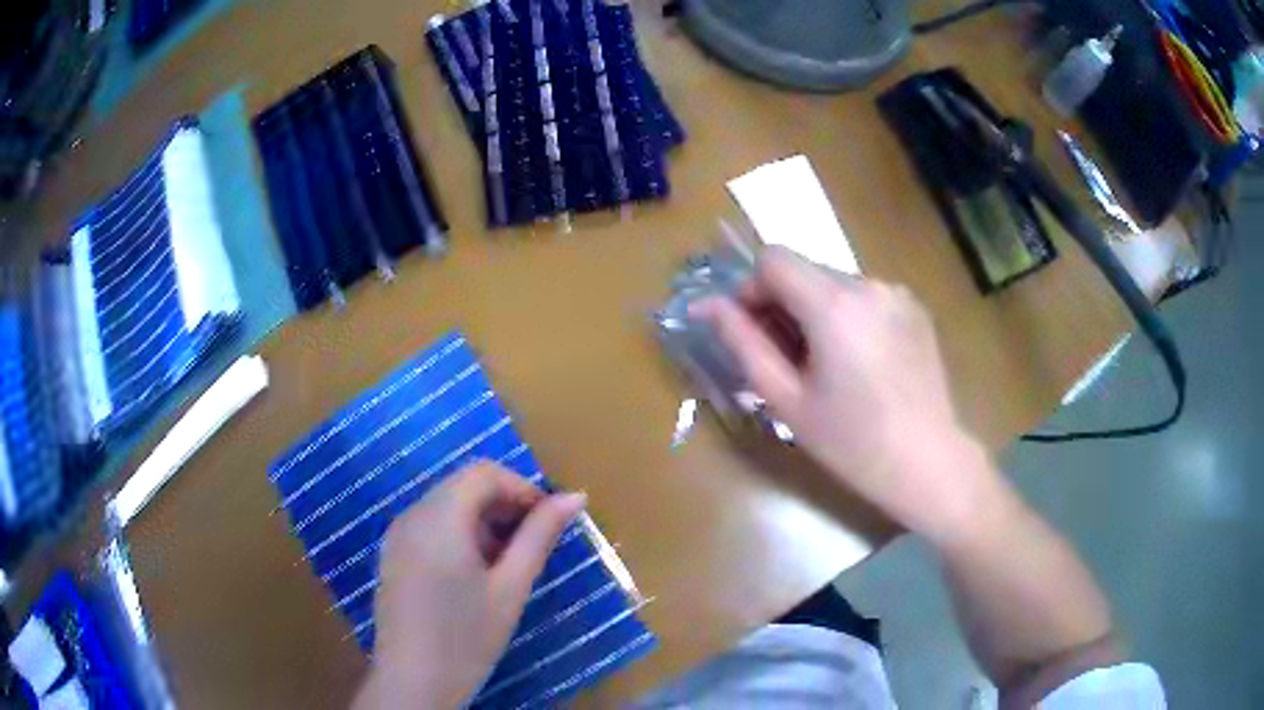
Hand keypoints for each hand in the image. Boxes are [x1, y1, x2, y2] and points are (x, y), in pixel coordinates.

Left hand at [353, 462, 585, 709]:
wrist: (413, 682)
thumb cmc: (467, 638)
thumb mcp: (511, 587)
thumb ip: (540, 536)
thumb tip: (576, 496)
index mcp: (438, 518)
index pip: (483, 473)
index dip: (522, 488)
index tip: (548, 522)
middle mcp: (411, 515)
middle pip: (462, 486)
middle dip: (503, 505)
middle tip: (531, 546)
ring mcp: (396, 535)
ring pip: (446, 505)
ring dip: (482, 521)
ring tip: (506, 565)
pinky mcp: (392, 556)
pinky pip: (429, 526)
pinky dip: (458, 535)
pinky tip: (473, 575)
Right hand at [692, 247, 992, 537]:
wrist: (929, 463)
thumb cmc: (853, 443)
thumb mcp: (788, 400)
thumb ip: (744, 344)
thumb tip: (707, 305)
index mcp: (834, 304)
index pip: (772, 259)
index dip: (750, 289)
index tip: (750, 333)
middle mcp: (868, 283)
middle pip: (804, 270)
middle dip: (781, 304)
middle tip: (783, 360)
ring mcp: (897, 293)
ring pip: (834, 284)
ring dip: (814, 312)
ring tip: (824, 366)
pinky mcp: (915, 308)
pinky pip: (864, 297)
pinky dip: (846, 317)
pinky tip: (858, 364)